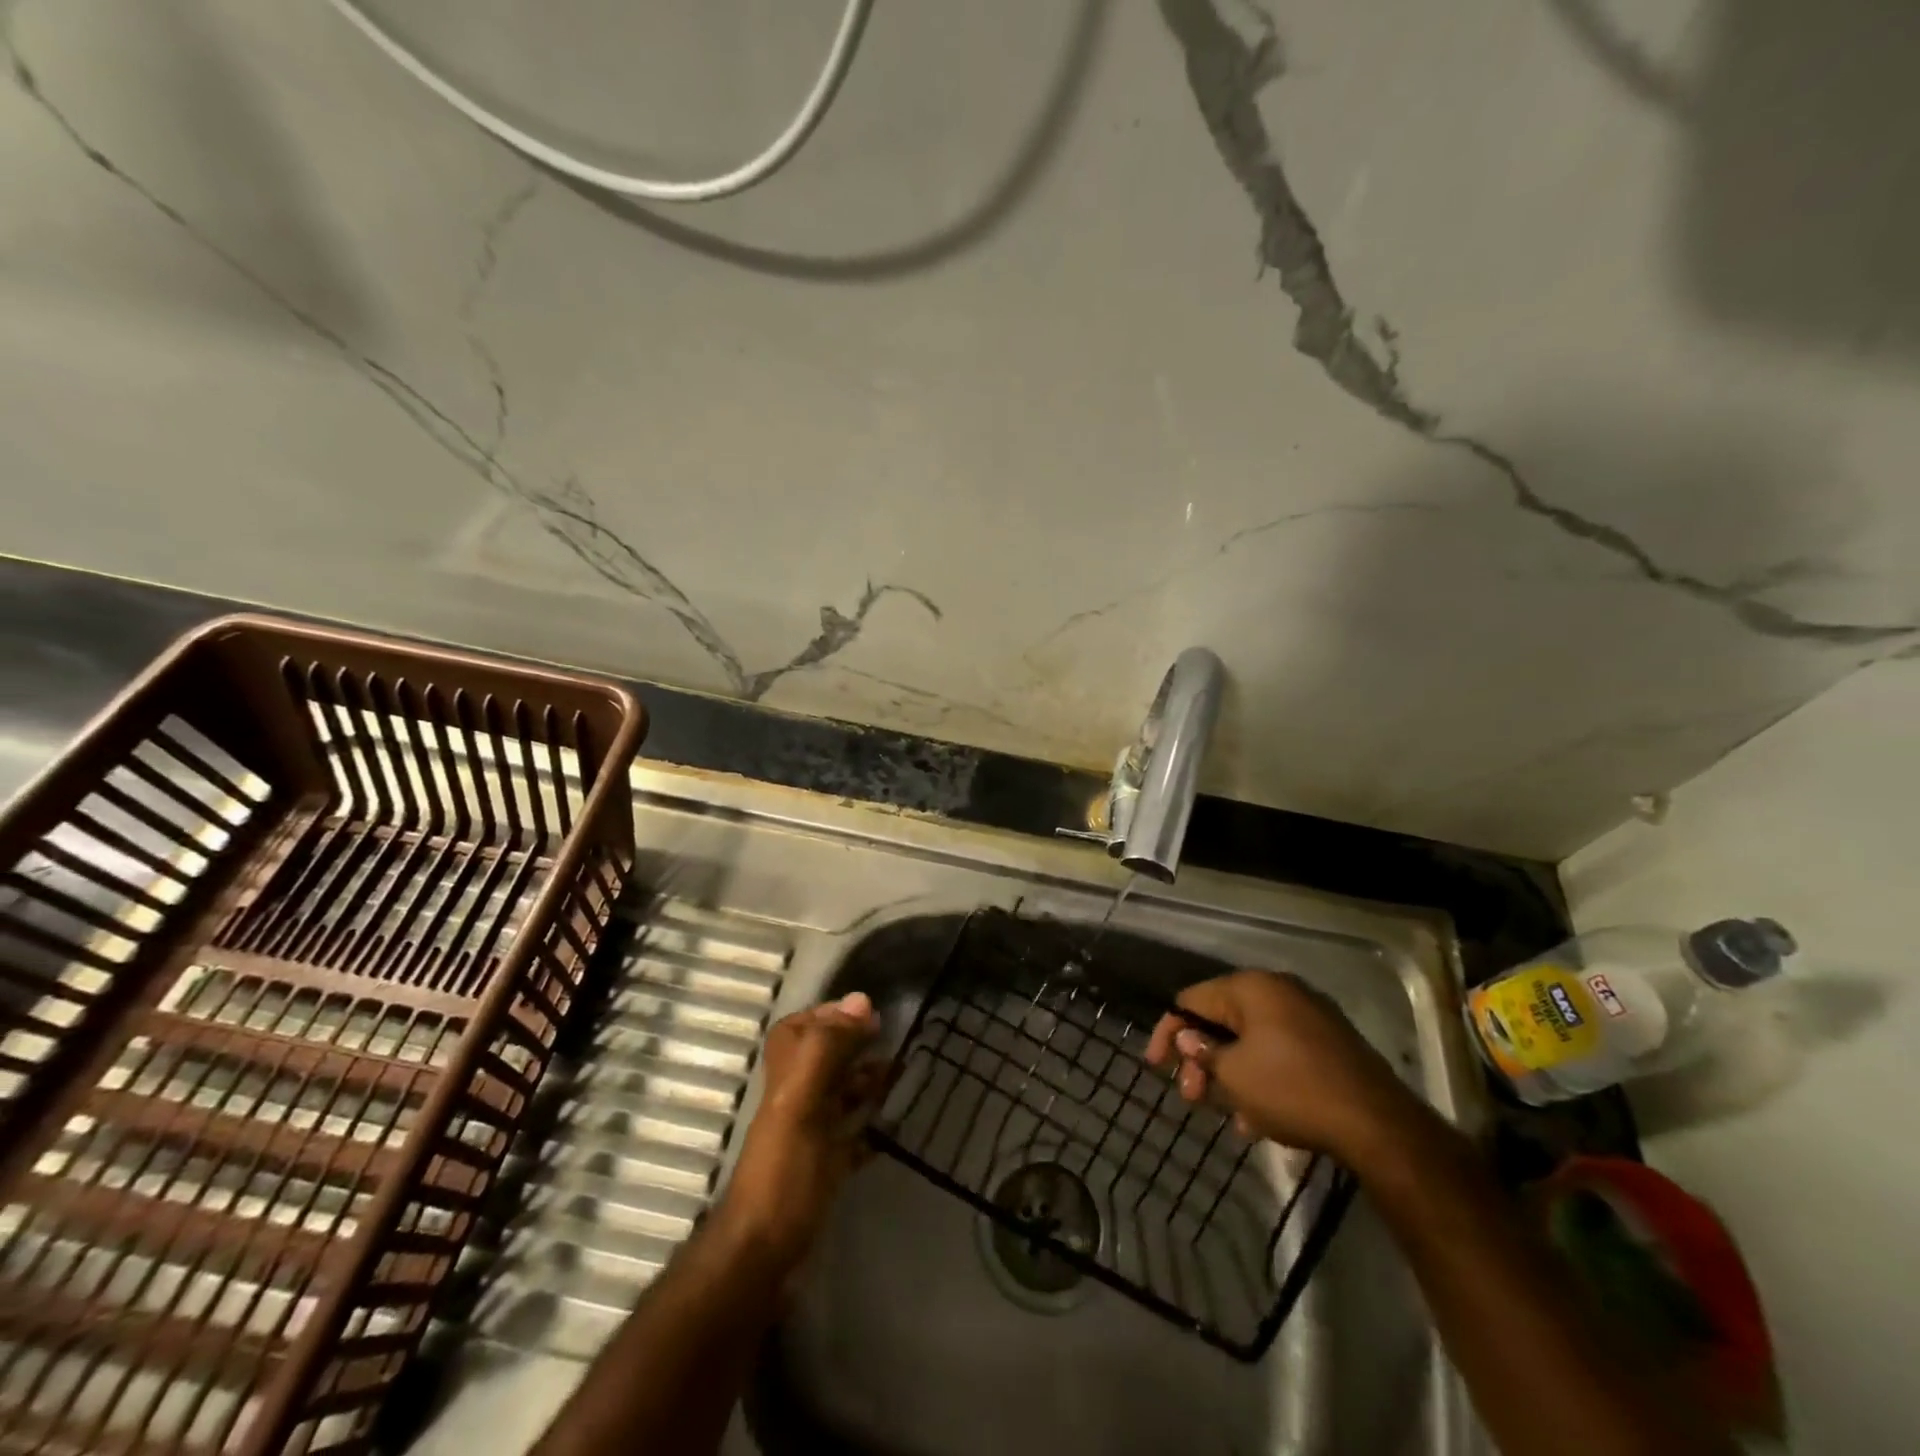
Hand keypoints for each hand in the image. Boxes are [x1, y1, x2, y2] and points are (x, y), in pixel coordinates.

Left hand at [712, 992, 883, 1271]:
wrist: (763, 1256)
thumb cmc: (783, 1173)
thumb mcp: (801, 1101)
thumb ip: (827, 1049)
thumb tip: (861, 1000)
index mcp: (786, 1080)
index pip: (797, 1031)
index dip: (825, 1015)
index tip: (865, 1011)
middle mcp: (796, 1101)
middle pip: (824, 1060)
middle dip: (855, 1044)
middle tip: (892, 1037)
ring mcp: (810, 1137)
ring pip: (840, 1095)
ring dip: (866, 1081)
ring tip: (902, 1072)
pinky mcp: (825, 1170)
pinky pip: (852, 1137)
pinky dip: (871, 1127)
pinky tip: (895, 1125)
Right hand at [1145, 970, 1424, 1167]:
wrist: (1376, 1124)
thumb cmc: (1291, 1090)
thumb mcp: (1233, 1075)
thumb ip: (1203, 1052)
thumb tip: (1189, 1040)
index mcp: (1251, 988)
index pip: (1191, 1000)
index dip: (1168, 1033)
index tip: (1156, 1067)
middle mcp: (1279, 991)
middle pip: (1222, 1020)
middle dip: (1201, 1059)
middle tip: (1192, 1098)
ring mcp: (1309, 1016)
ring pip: (1251, 1041)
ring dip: (1231, 1074)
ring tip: (1229, 1116)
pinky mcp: (1330, 1044)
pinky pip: (1280, 1053)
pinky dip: (1262, 1078)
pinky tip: (1259, 1119)